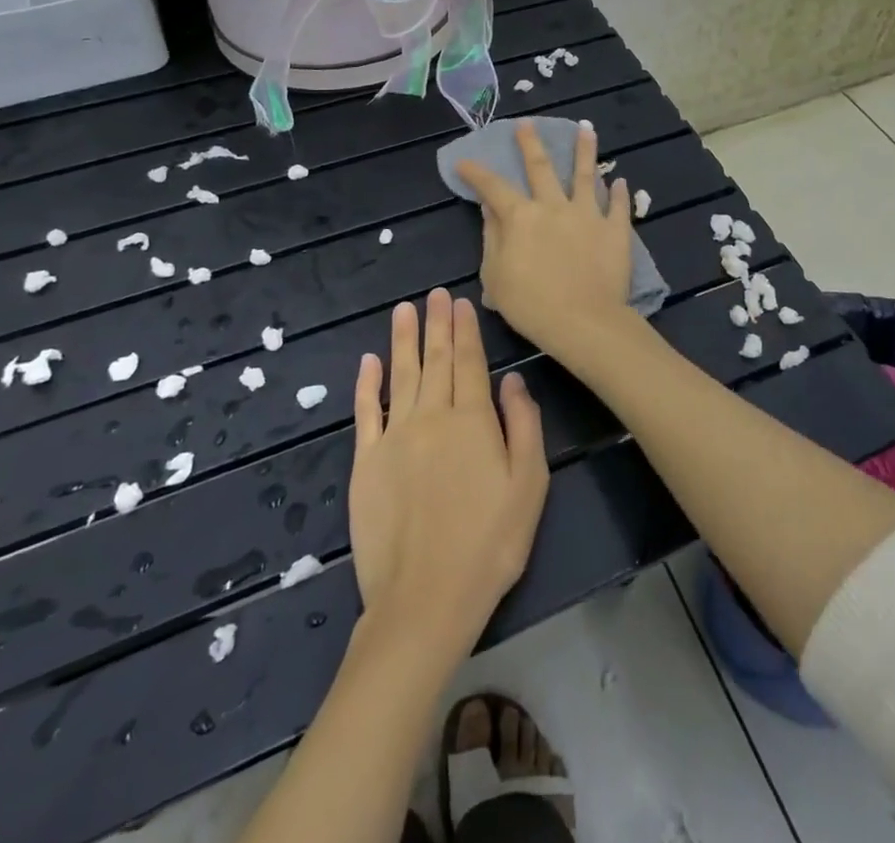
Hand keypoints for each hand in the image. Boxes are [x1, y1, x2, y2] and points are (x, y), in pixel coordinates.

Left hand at [348, 290, 548, 655]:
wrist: (425, 599)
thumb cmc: (490, 544)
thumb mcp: (529, 485)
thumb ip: (524, 426)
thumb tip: (512, 380)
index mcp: (472, 420)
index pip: (469, 362)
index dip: (465, 330)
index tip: (460, 303)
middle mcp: (432, 417)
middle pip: (435, 360)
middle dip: (436, 324)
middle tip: (434, 294)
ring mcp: (394, 437)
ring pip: (400, 375)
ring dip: (402, 339)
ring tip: (404, 310)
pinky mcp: (365, 462)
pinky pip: (365, 412)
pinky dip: (366, 383)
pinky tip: (368, 360)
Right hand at [456, 120, 635, 359]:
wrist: (584, 322)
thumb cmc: (531, 305)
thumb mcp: (495, 276)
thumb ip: (492, 237)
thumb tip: (488, 207)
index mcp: (520, 217)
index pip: (493, 187)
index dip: (476, 172)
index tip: (464, 161)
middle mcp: (553, 206)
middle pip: (540, 167)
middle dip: (530, 143)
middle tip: (526, 124)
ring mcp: (587, 214)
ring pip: (585, 174)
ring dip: (584, 150)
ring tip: (586, 129)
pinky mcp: (615, 229)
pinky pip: (618, 206)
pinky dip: (619, 193)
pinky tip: (621, 180)